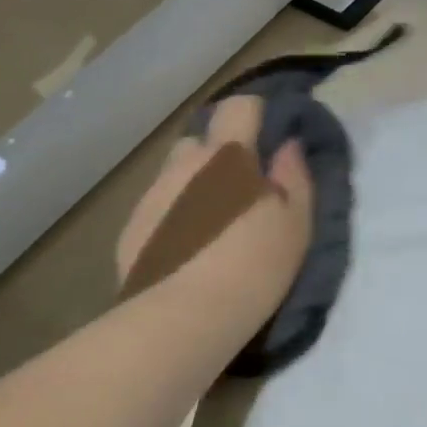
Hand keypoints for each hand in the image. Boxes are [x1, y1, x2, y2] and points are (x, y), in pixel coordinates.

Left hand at [116, 96, 314, 330]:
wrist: (185, 319)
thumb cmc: (254, 266)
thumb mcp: (295, 225)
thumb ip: (295, 177)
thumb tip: (288, 146)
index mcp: (227, 156)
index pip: (239, 106)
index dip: (254, 115)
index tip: (267, 139)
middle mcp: (184, 166)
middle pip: (199, 140)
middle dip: (217, 155)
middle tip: (238, 190)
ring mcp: (152, 196)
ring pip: (174, 175)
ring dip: (191, 186)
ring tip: (207, 225)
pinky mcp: (130, 230)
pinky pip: (155, 209)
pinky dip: (170, 218)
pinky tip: (182, 251)